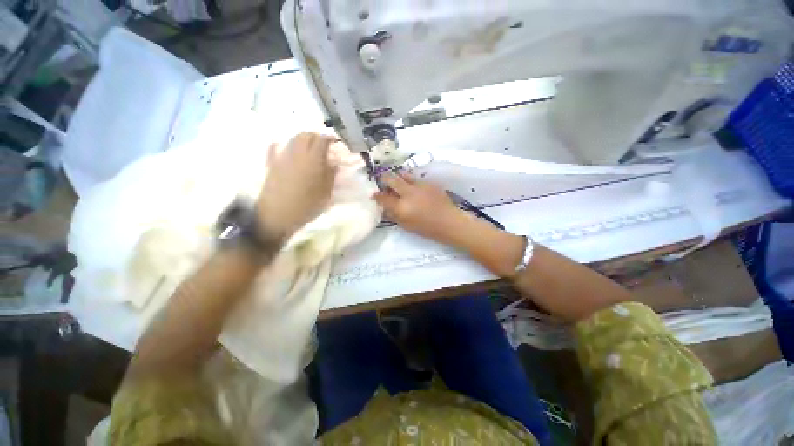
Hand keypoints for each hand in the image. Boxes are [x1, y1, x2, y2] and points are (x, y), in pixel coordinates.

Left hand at [257, 133, 336, 239]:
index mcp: (313, 160)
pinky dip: (284, 145)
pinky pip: (277, 148)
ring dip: (303, 139)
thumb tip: (334, 163)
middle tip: (323, 144)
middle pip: (306, 135)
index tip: (335, 142)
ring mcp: (282, 157)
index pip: (322, 140)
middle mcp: (297, 153)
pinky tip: (286, 147)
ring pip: (293, 139)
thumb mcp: (326, 193)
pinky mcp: (272, 164)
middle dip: (316, 136)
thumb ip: (331, 175)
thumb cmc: (306, 206)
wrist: (277, 215)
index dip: (330, 138)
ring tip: (310, 147)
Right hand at [373, 172, 467, 244]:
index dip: (376, 195)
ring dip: (397, 177)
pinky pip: (415, 178)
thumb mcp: (406, 225)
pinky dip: (410, 182)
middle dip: (384, 179)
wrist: (449, 222)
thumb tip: (384, 207)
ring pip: (402, 174)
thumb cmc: (426, 228)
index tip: (375, 195)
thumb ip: (393, 214)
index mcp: (401, 207)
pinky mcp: (428, 182)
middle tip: (384, 183)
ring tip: (398, 183)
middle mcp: (408, 193)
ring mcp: (419, 185)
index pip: (382, 197)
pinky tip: (413, 188)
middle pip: (390, 179)